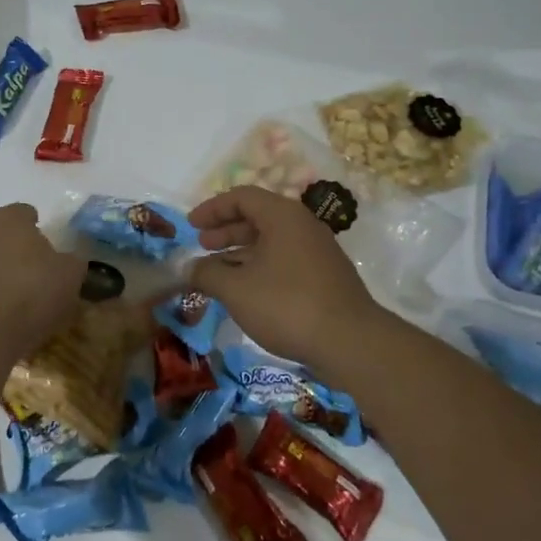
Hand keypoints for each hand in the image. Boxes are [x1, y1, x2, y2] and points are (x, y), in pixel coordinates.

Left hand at [0, 203, 85, 358]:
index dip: (35, 226)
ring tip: (2, 286)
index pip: (24, 211)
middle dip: (7, 240)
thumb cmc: (32, 294)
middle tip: (24, 264)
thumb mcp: (71, 276)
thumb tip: (68, 260)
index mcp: (11, 218)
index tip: (45, 246)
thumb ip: (72, 261)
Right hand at [187, 186, 381, 372]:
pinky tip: (246, 291)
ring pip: (271, 241)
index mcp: (283, 216)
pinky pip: (284, 260)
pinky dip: (260, 267)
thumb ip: (207, 273)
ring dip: (241, 252)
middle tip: (202, 245)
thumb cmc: (287, 305)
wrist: (351, 342)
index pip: (242, 197)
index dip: (212, 209)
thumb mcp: (236, 289)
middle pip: (258, 217)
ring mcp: (317, 252)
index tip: (191, 225)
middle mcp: (302, 226)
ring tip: (217, 271)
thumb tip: (188, 268)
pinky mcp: (324, 277)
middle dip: (226, 230)